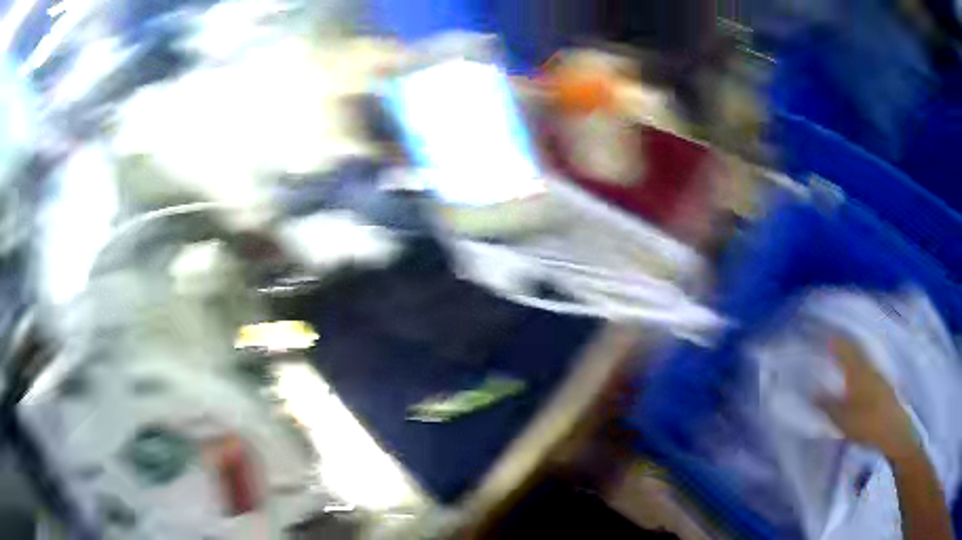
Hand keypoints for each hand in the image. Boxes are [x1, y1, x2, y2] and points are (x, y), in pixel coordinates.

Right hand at [819, 336, 919, 459]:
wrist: (893, 428)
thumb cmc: (866, 422)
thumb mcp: (842, 418)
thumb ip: (827, 405)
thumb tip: (812, 391)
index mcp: (856, 370)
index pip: (843, 348)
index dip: (833, 341)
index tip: (824, 335)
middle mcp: (868, 366)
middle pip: (854, 350)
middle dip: (843, 346)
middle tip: (832, 343)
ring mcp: (877, 375)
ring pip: (862, 359)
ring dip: (852, 356)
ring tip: (843, 358)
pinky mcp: (882, 385)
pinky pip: (868, 368)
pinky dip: (859, 366)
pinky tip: (857, 376)